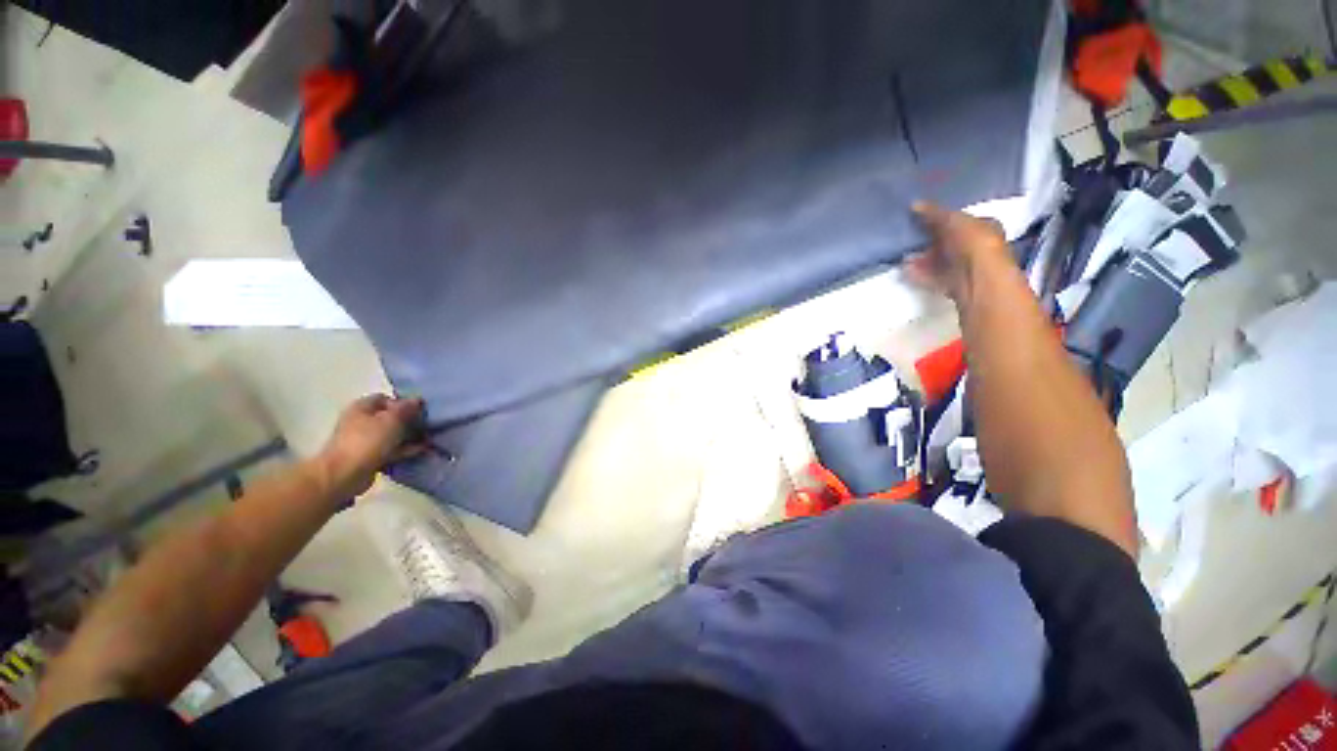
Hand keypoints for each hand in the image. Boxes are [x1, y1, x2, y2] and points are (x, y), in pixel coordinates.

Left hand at [316, 395, 424, 497]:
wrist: (344, 475)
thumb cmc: (367, 441)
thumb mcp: (392, 420)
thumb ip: (407, 408)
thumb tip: (417, 400)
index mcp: (362, 407)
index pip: (386, 399)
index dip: (403, 403)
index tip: (419, 412)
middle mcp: (361, 421)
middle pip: (390, 417)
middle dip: (409, 421)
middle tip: (426, 426)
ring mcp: (364, 440)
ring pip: (391, 434)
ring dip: (408, 437)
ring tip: (428, 439)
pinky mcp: (368, 456)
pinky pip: (390, 449)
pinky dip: (404, 449)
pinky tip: (421, 450)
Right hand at [905, 202, 1009, 302]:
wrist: (978, 277)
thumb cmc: (973, 242)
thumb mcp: (952, 220)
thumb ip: (933, 213)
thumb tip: (914, 204)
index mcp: (985, 226)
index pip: (961, 221)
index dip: (941, 220)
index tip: (921, 221)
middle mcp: (977, 246)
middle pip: (948, 242)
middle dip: (928, 242)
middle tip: (909, 240)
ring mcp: (966, 266)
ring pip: (940, 260)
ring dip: (922, 260)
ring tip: (905, 257)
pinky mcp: (954, 283)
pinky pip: (933, 276)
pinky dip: (920, 274)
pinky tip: (907, 271)